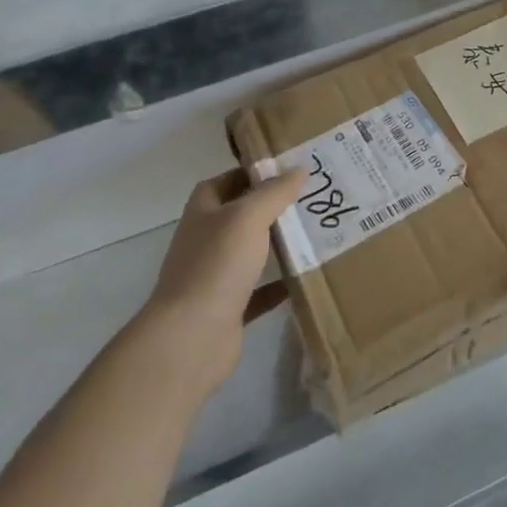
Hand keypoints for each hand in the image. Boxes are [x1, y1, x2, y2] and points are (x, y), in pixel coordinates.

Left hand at [145, 167, 302, 394]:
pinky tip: (305, 277)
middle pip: (241, 216)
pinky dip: (279, 285)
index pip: (227, 180)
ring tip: (315, 233)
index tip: (289, 169)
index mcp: (203, 212)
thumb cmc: (216, 265)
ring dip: (278, 245)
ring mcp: (215, 276)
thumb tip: (299, 169)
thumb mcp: (248, 217)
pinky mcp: (228, 309)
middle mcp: (206, 240)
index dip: (253, 172)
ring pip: (251, 253)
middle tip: (311, 199)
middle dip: (272, 207)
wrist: (191, 338)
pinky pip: (259, 291)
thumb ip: (274, 192)